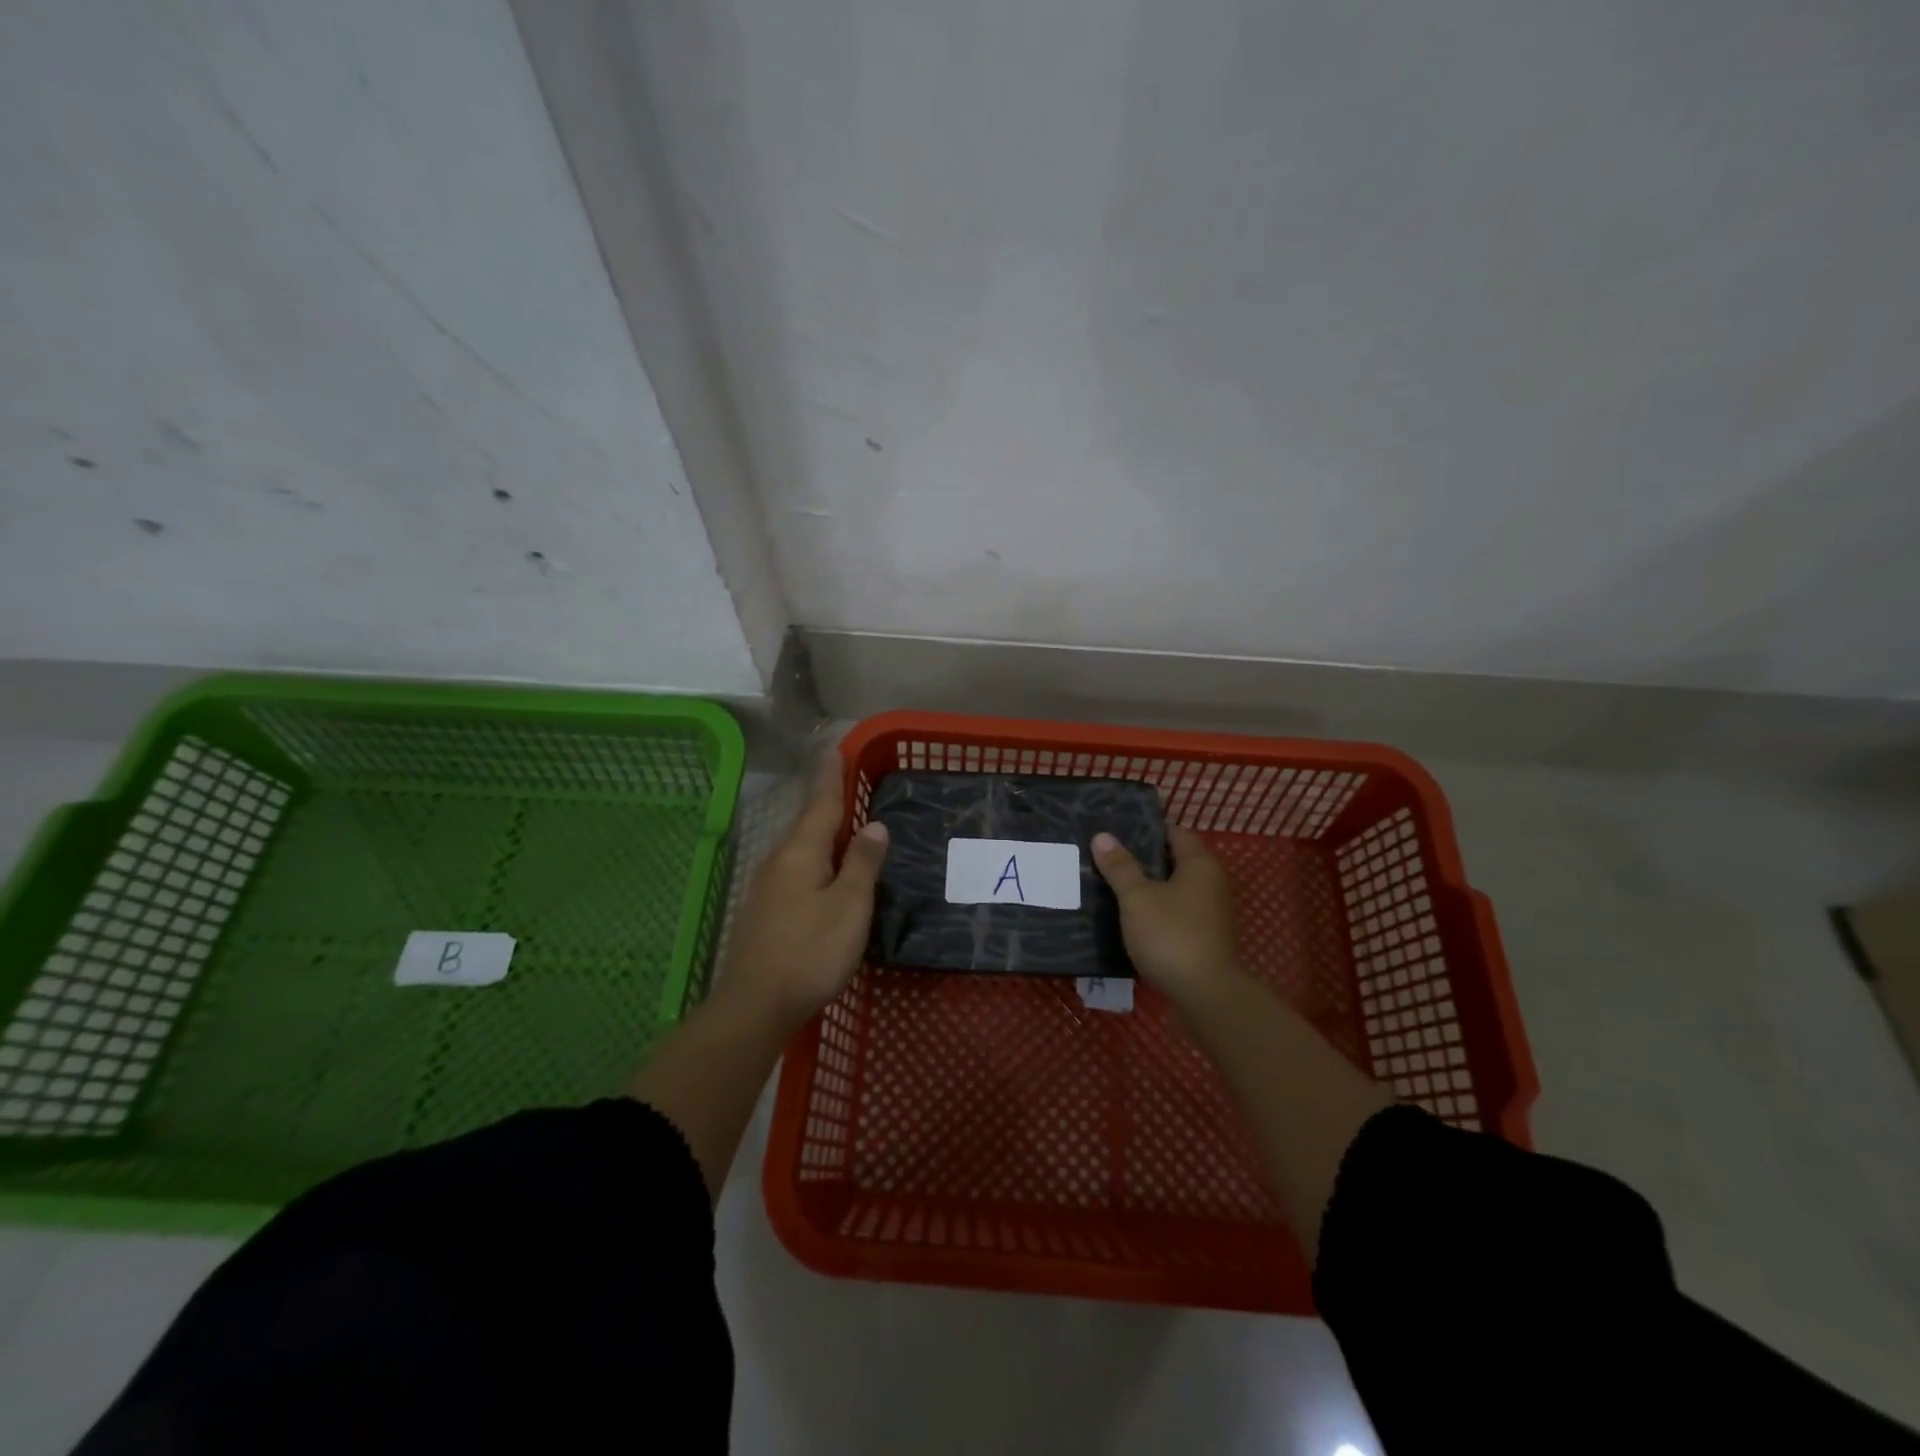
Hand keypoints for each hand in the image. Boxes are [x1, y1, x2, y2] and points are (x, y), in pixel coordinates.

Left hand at [718, 753, 887, 1032]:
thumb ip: (862, 864)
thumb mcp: (849, 906)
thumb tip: (874, 825)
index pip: (821, 804)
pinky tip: (822, 869)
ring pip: (799, 847)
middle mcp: (779, 861)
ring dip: (819, 830)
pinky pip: (795, 868)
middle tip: (844, 780)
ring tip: (840, 821)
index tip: (836, 749)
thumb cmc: (811, 951)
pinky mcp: (764, 911)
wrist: (756, 1005)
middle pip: (807, 822)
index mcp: (801, 852)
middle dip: (825, 800)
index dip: (831, 777)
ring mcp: (767, 887)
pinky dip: (814, 857)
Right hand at [1091, 825, 1242, 1007]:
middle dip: (1141, 859)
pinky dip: (1154, 912)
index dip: (1145, 830)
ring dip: (1146, 888)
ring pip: (1173, 890)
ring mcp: (1209, 913)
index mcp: (1199, 864)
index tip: (1115, 831)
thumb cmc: (1171, 935)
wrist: (1206, 996)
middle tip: (1105, 857)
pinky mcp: (1203, 938)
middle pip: (1173, 861)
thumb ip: (1120, 867)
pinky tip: (1127, 918)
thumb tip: (1103, 836)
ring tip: (1109, 885)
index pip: (1173, 833)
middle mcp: (1210, 883)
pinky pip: (1174, 914)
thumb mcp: (1137, 898)